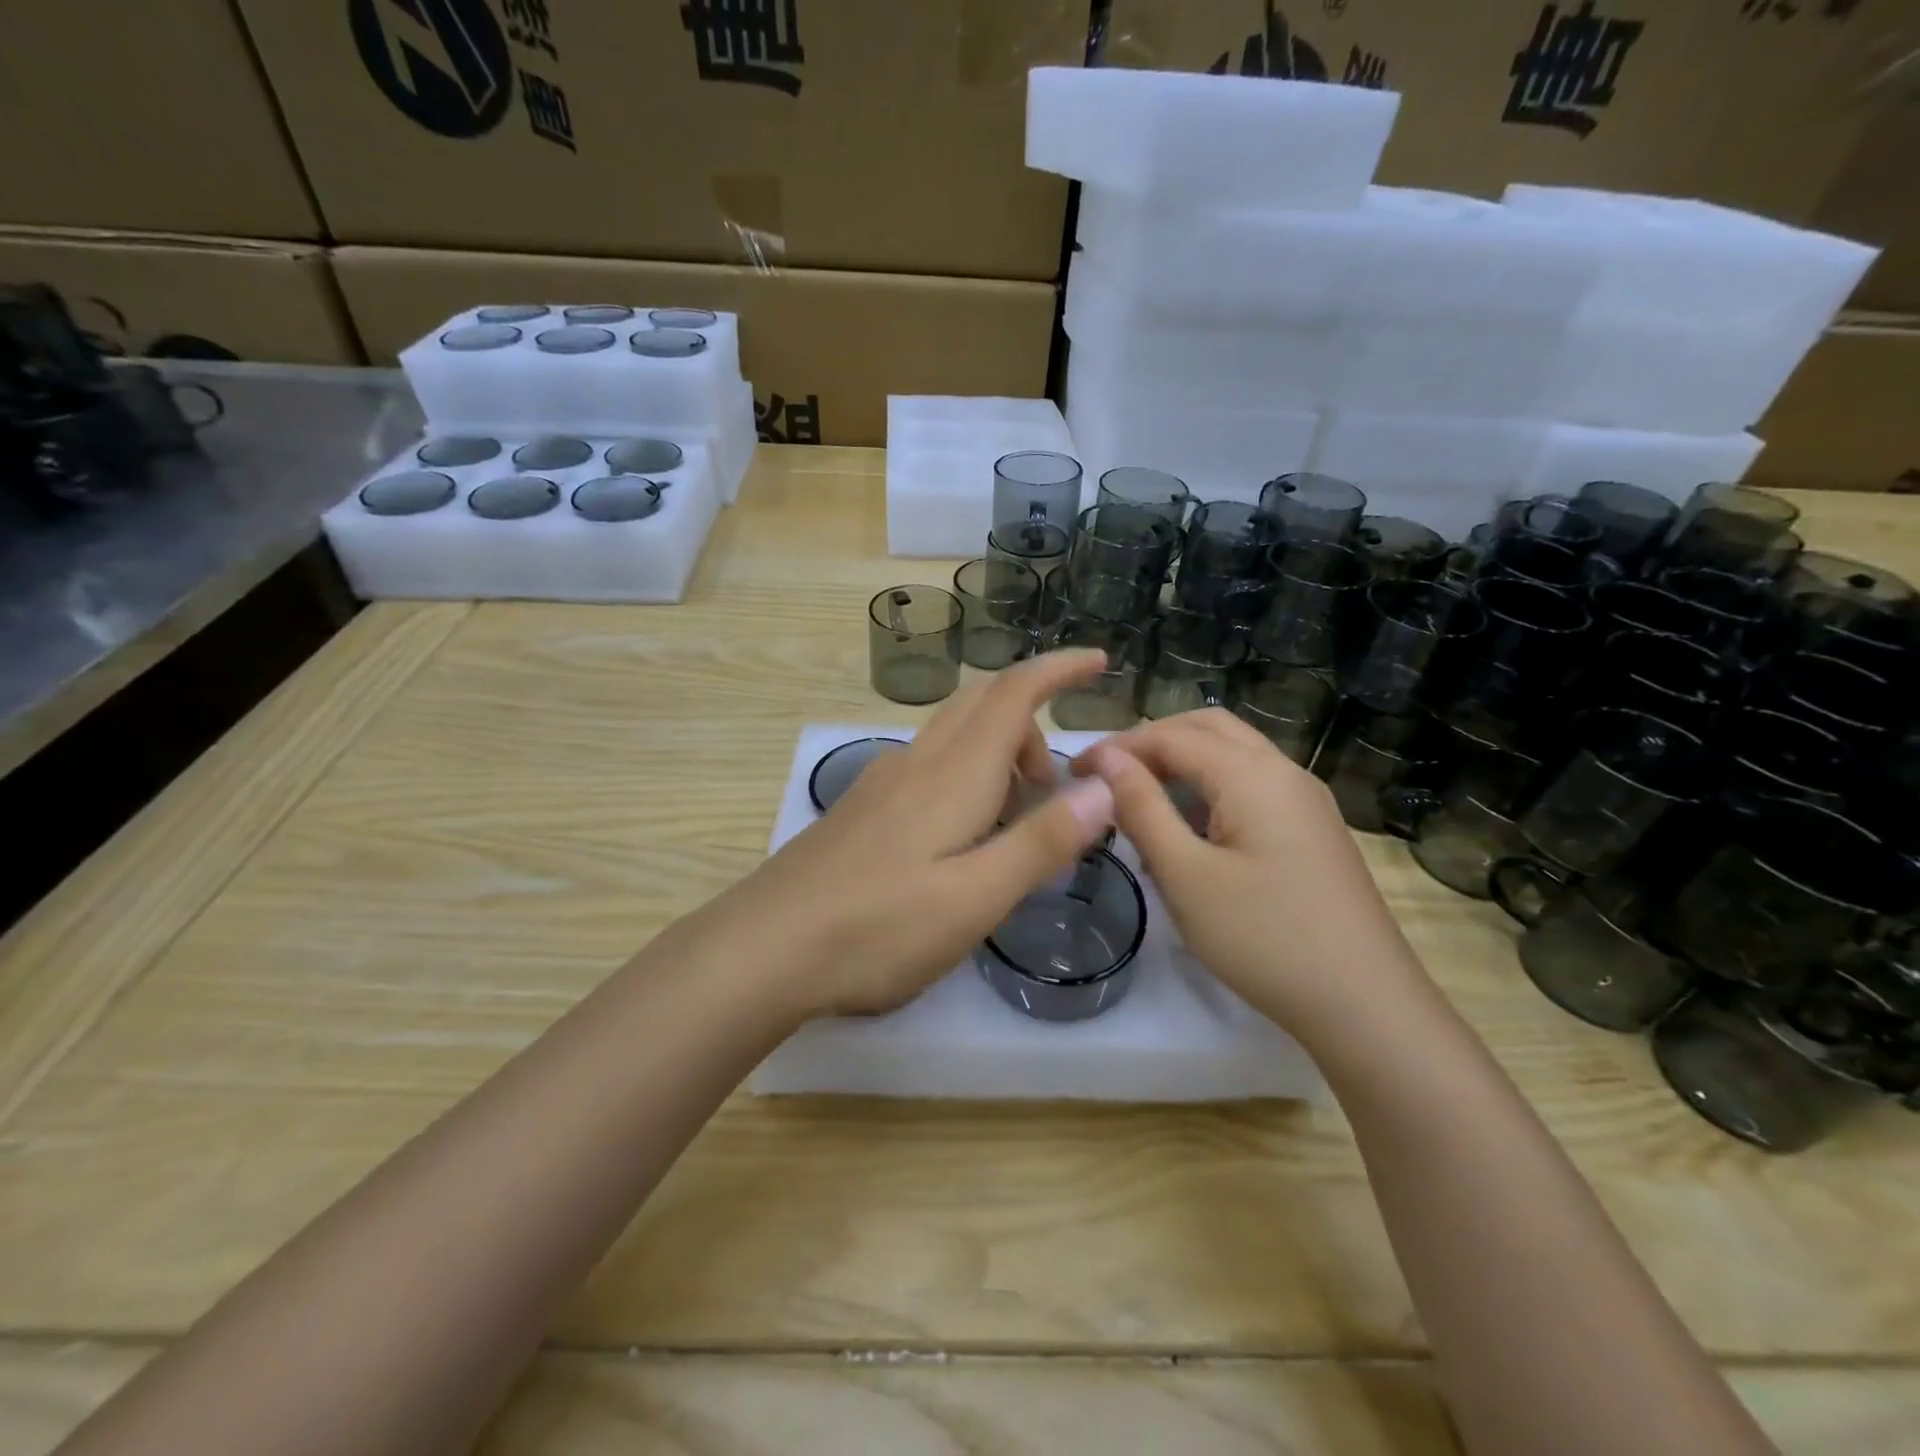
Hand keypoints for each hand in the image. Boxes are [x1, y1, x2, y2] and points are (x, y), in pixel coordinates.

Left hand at [703, 650, 1117, 1019]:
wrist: (762, 948)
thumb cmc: (877, 928)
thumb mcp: (975, 898)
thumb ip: (1041, 842)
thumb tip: (1105, 787)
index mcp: (954, 774)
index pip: (1013, 693)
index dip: (1059, 669)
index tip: (1099, 661)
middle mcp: (917, 762)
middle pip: (981, 703)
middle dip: (1031, 721)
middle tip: (1055, 782)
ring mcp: (882, 782)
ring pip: (953, 735)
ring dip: (997, 752)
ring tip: (1016, 817)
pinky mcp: (862, 809)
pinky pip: (928, 764)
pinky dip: (965, 774)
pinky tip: (961, 835)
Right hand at [1079, 709, 1434, 1045]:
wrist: (1366, 1006)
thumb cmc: (1264, 938)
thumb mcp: (1185, 875)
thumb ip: (1142, 808)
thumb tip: (1106, 759)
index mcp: (1252, 774)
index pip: (1171, 737)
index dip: (1118, 748)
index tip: (1074, 772)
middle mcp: (1284, 772)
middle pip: (1208, 729)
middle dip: (1153, 741)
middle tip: (1110, 775)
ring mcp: (1306, 800)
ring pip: (1235, 755)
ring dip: (1184, 761)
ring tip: (1142, 797)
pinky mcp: (1314, 830)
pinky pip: (1254, 785)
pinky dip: (1212, 786)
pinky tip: (1192, 828)